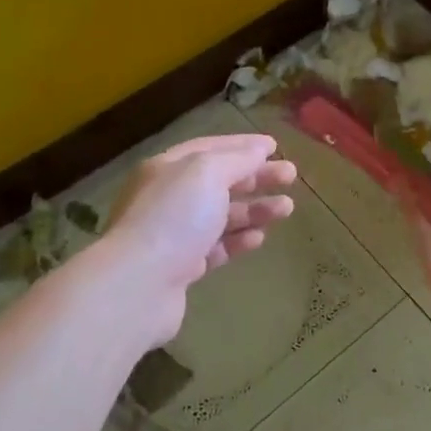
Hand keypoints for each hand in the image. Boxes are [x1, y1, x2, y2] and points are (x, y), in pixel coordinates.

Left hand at [104, 134, 296, 342]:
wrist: (139, 285)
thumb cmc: (174, 218)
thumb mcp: (207, 174)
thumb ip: (236, 160)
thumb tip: (259, 150)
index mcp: (167, 168)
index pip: (210, 148)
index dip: (243, 145)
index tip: (275, 146)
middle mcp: (168, 198)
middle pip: (219, 182)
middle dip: (256, 177)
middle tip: (291, 176)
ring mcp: (173, 234)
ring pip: (221, 216)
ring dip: (254, 209)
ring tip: (287, 208)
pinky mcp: (181, 268)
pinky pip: (216, 247)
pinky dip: (238, 240)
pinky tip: (260, 238)